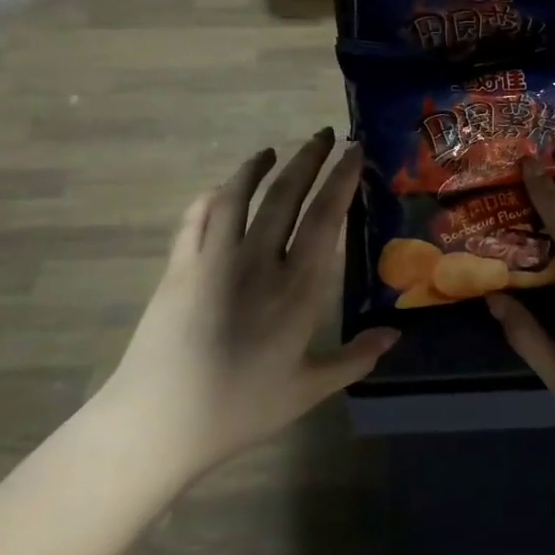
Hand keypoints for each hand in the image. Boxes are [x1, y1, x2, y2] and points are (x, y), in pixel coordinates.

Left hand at [105, 130, 398, 478]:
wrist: (160, 421)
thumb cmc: (241, 408)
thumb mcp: (308, 389)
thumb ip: (355, 358)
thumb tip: (394, 334)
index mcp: (297, 289)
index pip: (325, 218)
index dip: (341, 179)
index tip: (354, 151)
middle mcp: (258, 261)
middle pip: (286, 194)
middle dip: (308, 158)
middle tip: (323, 134)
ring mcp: (213, 259)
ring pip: (238, 196)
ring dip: (257, 166)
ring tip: (272, 151)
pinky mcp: (179, 267)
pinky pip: (196, 217)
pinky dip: (211, 196)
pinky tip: (220, 189)